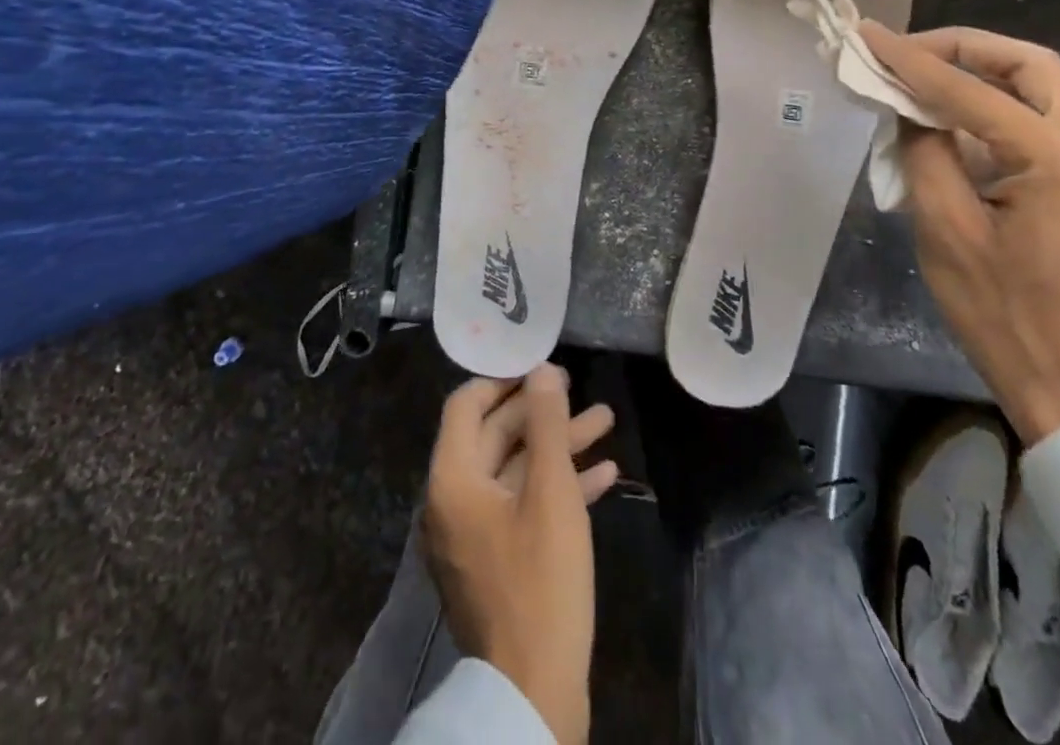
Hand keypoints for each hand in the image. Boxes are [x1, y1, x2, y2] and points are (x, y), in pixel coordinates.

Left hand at [422, 365, 617, 744]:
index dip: (502, 379)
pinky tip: (603, 476)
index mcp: (452, 479)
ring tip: (606, 421)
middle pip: (495, 436)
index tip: (539, 365)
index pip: (466, 405)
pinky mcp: (497, 562)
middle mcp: (454, 501)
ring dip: (557, 446)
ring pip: (515, 471)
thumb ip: (546, 425)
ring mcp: (475, 535)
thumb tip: (541, 370)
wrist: (534, 694)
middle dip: (542, 413)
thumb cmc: (540, 580)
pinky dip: (557, 487)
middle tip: (581, 390)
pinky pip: (523, 507)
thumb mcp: (550, 492)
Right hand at [860, 23, 1059, 444]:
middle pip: (1030, 65)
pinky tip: (951, 119)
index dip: (913, 60)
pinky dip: (995, 105)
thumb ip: (925, 151)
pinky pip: (1042, 120)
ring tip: (920, 77)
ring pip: (1041, 87)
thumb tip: (907, 106)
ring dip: (980, 73)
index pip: (974, 91)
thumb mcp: (945, 228)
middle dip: (963, 48)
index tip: (868, 35)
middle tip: (907, 52)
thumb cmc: (1002, 312)